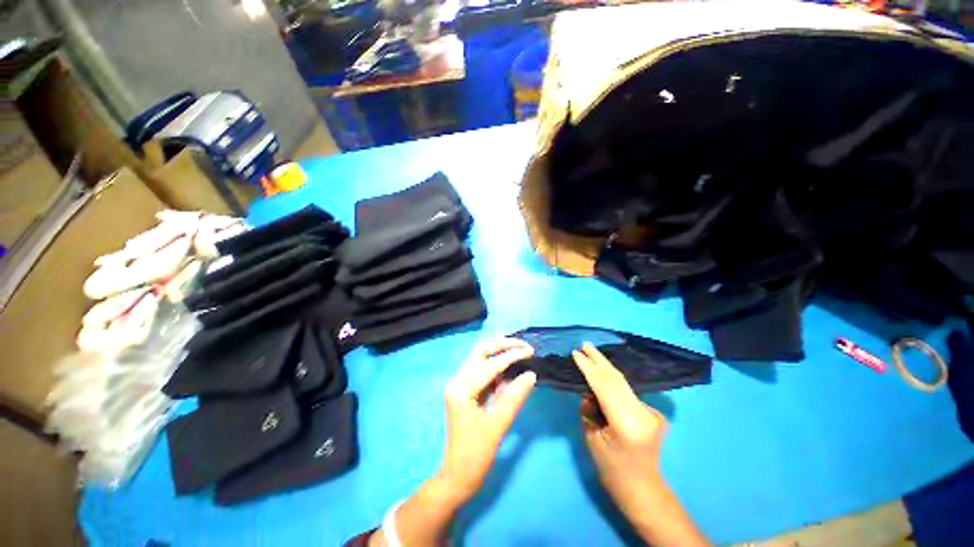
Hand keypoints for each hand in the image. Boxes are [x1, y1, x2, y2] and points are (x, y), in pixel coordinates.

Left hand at [438, 338, 536, 502]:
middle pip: (480, 351)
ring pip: (481, 357)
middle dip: (503, 345)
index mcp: (461, 389)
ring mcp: (460, 383)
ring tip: (521, 354)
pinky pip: (483, 370)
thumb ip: (514, 397)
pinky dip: (498, 367)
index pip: (490, 364)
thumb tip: (531, 374)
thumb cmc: (476, 454)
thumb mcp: (498, 425)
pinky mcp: (466, 389)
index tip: (531, 351)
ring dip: (500, 353)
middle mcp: (457, 380)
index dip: (512, 355)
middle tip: (524, 347)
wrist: (458, 475)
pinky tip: (512, 370)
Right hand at [572, 343, 667, 511]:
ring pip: (623, 384)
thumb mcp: (592, 439)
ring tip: (590, 353)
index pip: (604, 387)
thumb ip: (588, 410)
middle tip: (585, 344)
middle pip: (617, 380)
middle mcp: (643, 413)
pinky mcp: (653, 413)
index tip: (576, 353)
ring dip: (605, 368)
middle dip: (599, 360)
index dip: (589, 368)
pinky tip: (603, 374)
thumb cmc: (612, 470)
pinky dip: (613, 382)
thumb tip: (588, 392)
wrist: (644, 491)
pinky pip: (628, 392)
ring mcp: (652, 412)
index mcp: (627, 423)